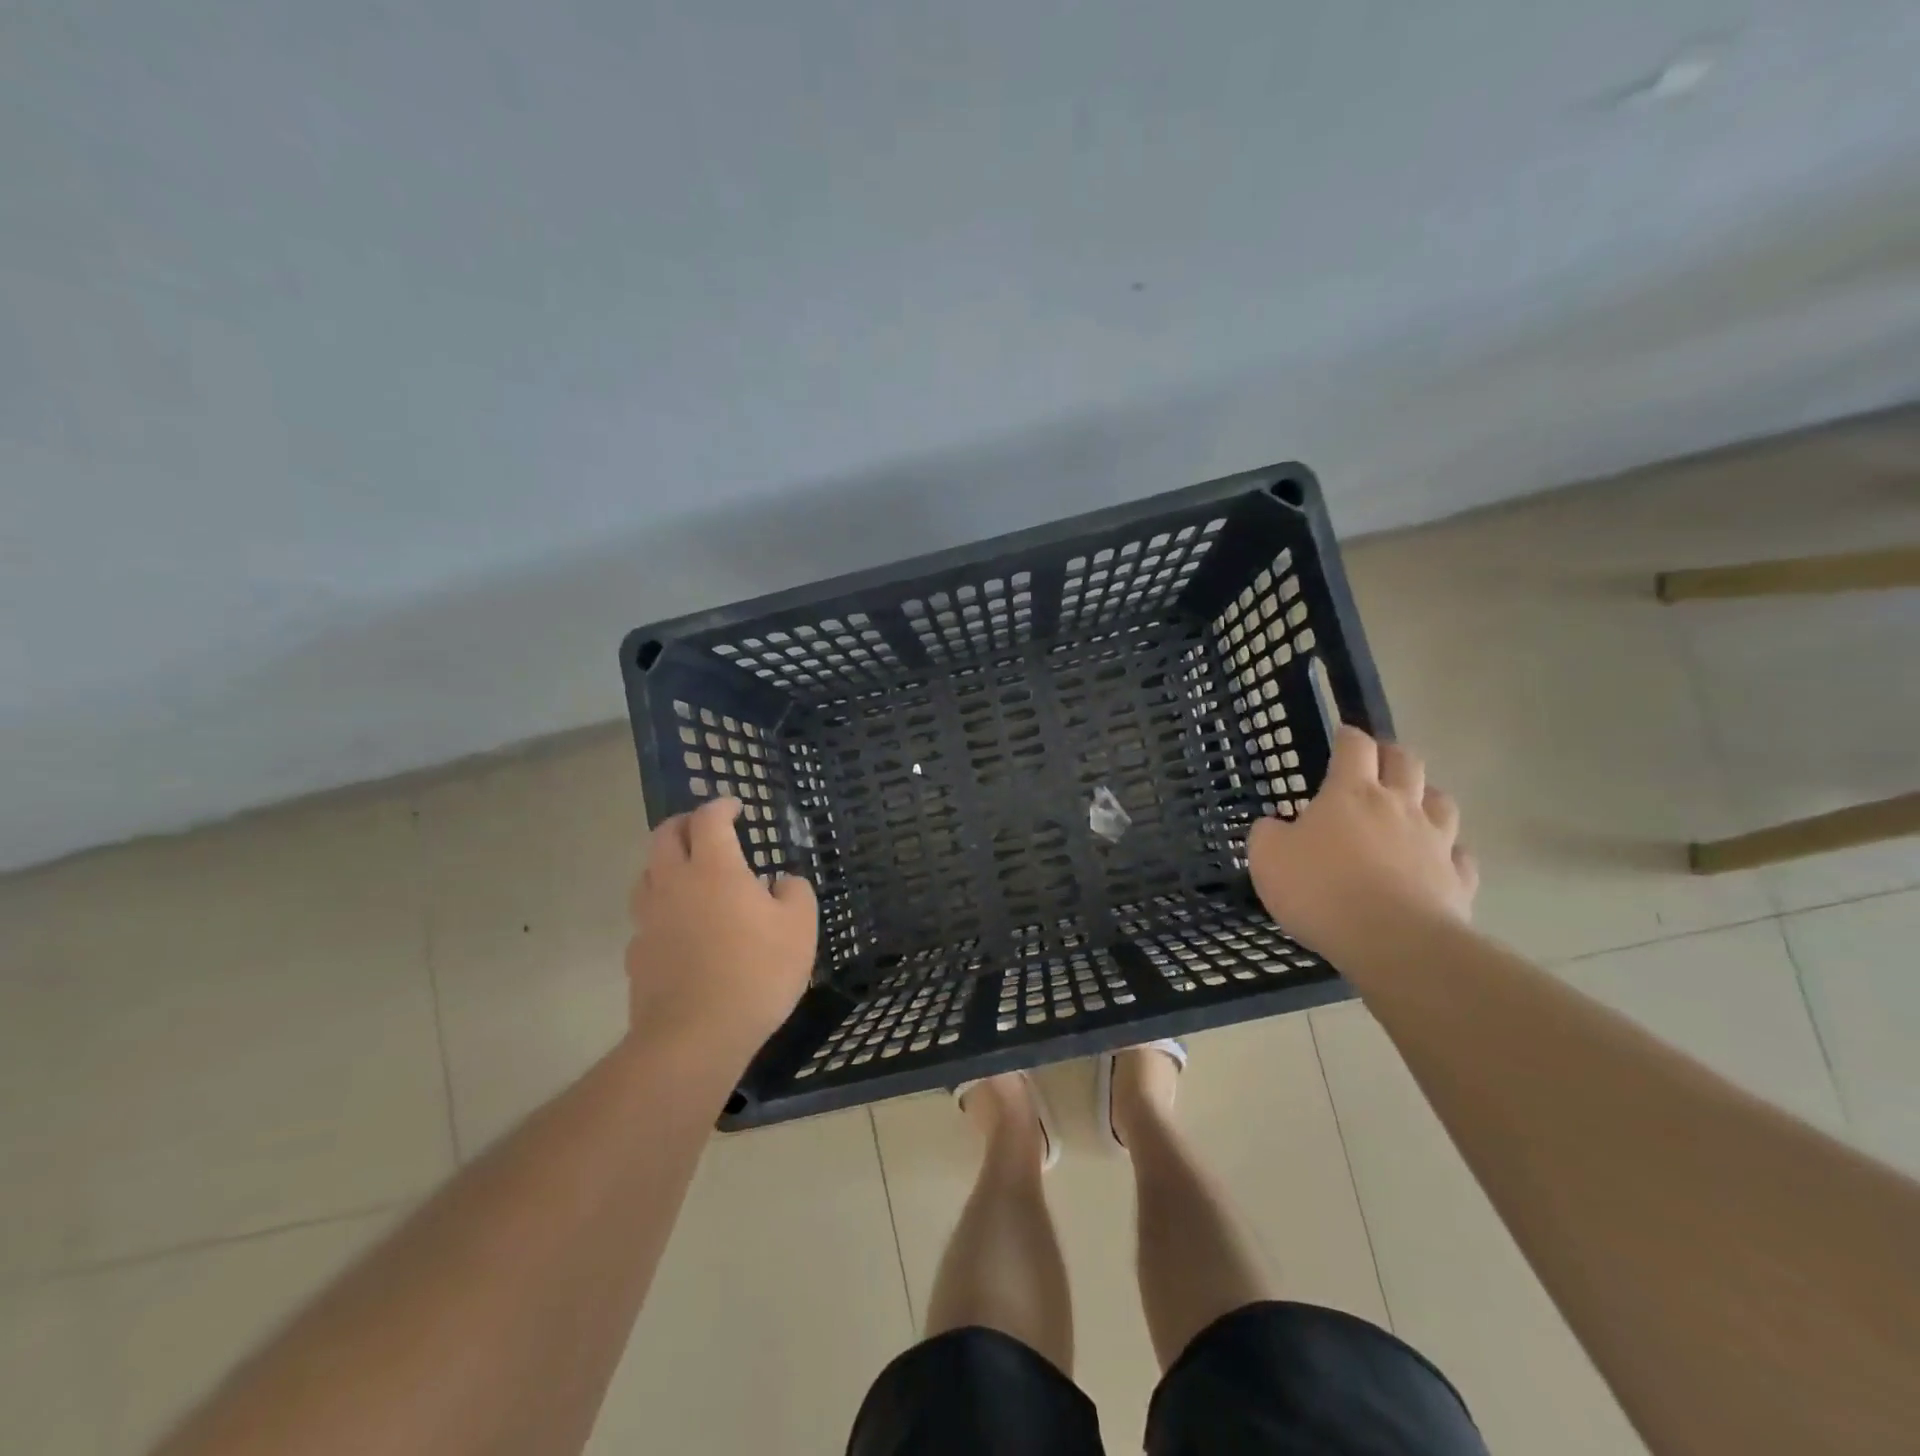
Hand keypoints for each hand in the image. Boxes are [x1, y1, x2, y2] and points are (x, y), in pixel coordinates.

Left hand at [625, 797, 817, 1058]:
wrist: (695, 1036)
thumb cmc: (757, 972)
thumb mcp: (800, 928)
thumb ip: (795, 893)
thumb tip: (781, 882)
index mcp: (714, 869)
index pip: (708, 819)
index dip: (721, 806)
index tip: (736, 806)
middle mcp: (674, 883)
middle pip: (664, 836)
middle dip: (684, 823)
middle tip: (704, 828)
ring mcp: (649, 919)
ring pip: (647, 874)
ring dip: (666, 863)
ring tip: (688, 874)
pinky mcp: (637, 953)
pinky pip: (646, 917)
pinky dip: (662, 909)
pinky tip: (680, 928)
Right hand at [1248, 726, 1477, 960]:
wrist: (1392, 941)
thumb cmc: (1321, 889)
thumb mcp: (1267, 858)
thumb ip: (1268, 833)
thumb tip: (1274, 826)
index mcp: (1350, 793)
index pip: (1354, 746)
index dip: (1348, 736)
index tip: (1342, 735)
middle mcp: (1398, 806)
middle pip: (1406, 762)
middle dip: (1392, 755)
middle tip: (1378, 762)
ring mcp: (1435, 841)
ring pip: (1442, 802)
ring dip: (1426, 797)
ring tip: (1412, 806)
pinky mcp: (1458, 879)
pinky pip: (1459, 855)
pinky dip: (1448, 851)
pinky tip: (1437, 860)